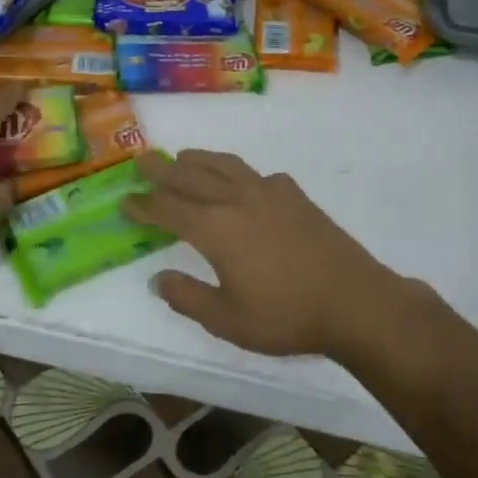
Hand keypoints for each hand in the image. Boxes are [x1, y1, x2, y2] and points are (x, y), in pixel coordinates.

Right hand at [123, 150, 401, 357]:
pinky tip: (244, 183)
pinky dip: (240, 173)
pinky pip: (258, 174)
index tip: (124, 200)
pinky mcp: (296, 196)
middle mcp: (237, 200)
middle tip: (142, 160)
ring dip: (199, 159)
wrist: (353, 300)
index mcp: (215, 228)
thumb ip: (188, 298)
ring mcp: (269, 193)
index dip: (143, 205)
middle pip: (191, 176)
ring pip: (225, 165)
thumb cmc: (286, 315)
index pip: (168, 209)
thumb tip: (158, 279)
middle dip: (163, 169)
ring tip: (183, 156)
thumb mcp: (227, 320)